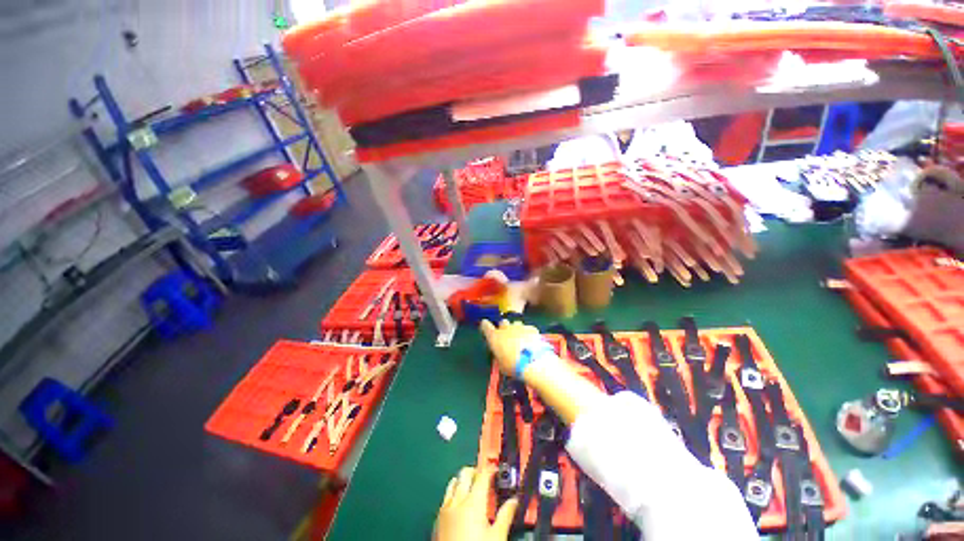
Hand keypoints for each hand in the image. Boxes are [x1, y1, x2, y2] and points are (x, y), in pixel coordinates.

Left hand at [433, 466, 517, 540]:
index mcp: (473, 501)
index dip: (492, 469)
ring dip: (464, 481)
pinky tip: (461, 506)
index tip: (499, 471)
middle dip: (477, 472)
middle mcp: (457, 500)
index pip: (483, 474)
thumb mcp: (497, 537)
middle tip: (487, 480)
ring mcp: (444, 509)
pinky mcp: (437, 520)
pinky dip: (454, 494)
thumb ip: (506, 515)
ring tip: (474, 490)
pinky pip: (446, 498)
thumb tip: (514, 501)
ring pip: (453, 482)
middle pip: (465, 473)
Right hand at [479, 319, 541, 377]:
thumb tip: (501, 352)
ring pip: (516, 324)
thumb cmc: (513, 367)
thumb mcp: (501, 364)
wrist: (533, 363)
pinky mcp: (531, 328)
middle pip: (502, 322)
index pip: (485, 325)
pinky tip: (532, 342)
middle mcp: (505, 328)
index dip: (485, 326)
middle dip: (504, 328)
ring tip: (521, 341)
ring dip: (516, 330)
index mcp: (494, 336)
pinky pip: (527, 329)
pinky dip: (528, 334)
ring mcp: (519, 326)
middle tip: (507, 338)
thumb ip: (499, 354)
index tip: (486, 329)